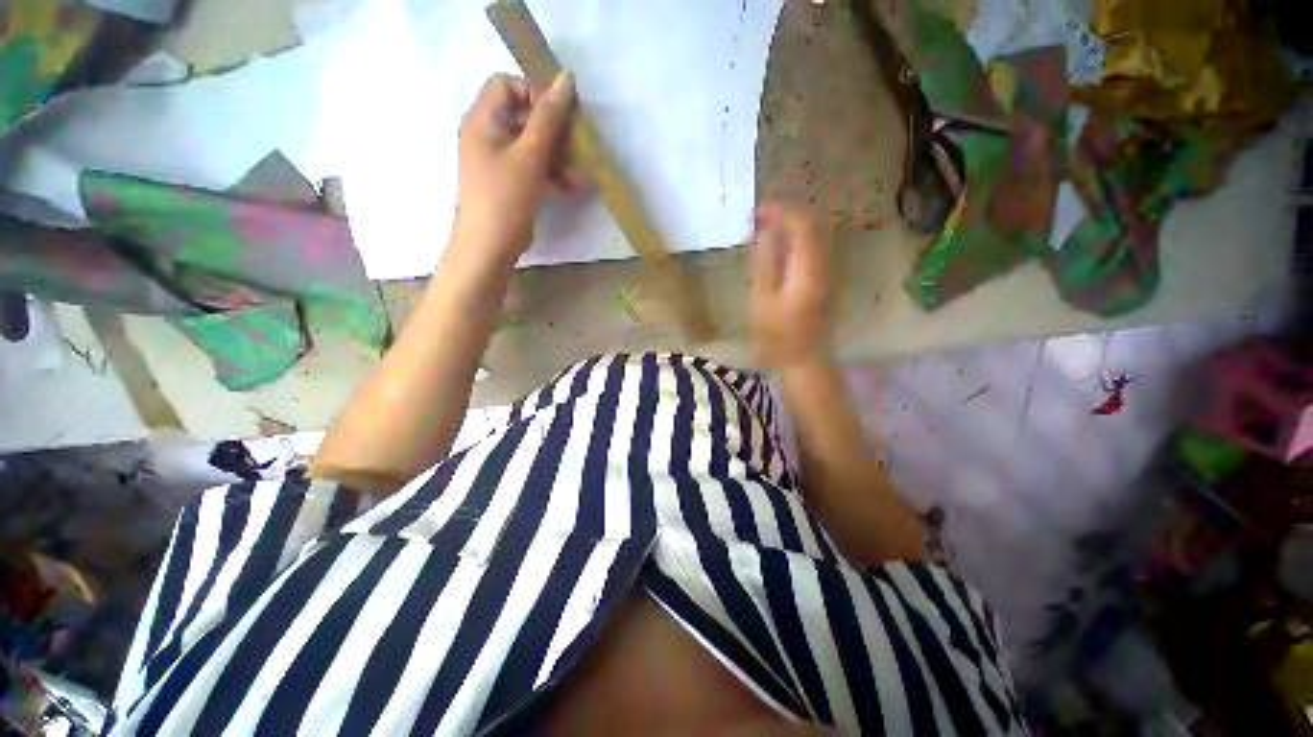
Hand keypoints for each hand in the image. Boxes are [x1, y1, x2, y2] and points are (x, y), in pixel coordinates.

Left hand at [450, 72, 579, 267]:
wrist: (489, 246)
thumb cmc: (506, 197)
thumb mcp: (530, 155)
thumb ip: (549, 117)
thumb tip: (566, 79)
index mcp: (483, 119)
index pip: (507, 84)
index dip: (536, 92)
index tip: (562, 115)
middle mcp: (487, 134)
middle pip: (523, 115)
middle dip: (554, 131)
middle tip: (577, 146)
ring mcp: (497, 160)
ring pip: (532, 144)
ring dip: (558, 156)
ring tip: (578, 177)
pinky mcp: (509, 182)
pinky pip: (532, 166)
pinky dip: (551, 173)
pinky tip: (570, 187)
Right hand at [749, 203, 832, 369]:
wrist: (804, 359)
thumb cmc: (777, 337)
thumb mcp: (761, 301)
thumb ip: (764, 263)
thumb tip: (764, 233)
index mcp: (808, 270)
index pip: (802, 225)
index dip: (780, 211)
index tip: (756, 212)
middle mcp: (823, 265)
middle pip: (812, 225)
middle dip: (786, 214)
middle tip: (758, 218)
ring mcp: (827, 272)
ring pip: (814, 235)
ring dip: (790, 225)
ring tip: (764, 228)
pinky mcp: (824, 279)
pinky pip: (813, 248)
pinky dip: (795, 240)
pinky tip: (777, 247)